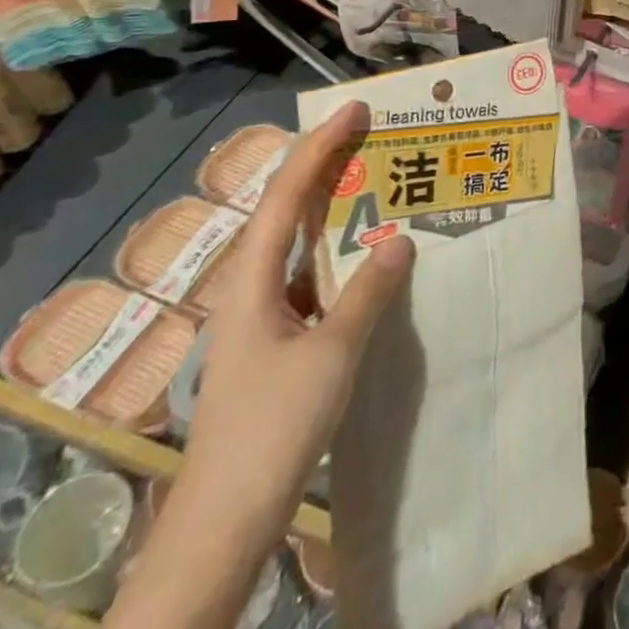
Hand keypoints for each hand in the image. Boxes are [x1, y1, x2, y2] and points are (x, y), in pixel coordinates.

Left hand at [182, 100, 415, 527]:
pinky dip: (339, 253)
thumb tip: (402, 239)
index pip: (285, 196)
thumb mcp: (331, 354)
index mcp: (251, 280)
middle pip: (285, 210)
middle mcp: (250, 287)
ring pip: (298, 244)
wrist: (226, 517)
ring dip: (333, 208)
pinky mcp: (277, 341)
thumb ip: (368, 293)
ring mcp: (262, 315)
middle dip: (323, 165)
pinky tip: (368, 255)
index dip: (318, 148)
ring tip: (376, 180)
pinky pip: (311, 277)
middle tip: (368, 133)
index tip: (353, 110)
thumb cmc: (273, 426)